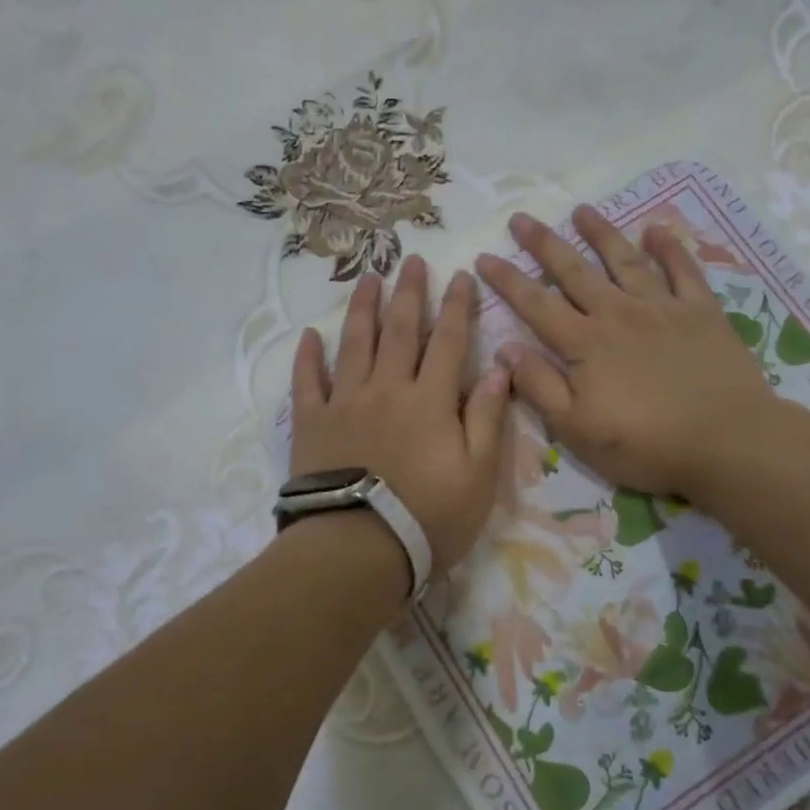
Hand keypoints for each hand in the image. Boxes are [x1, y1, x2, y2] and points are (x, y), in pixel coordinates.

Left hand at [291, 256, 512, 578]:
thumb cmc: (428, 516)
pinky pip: (307, 381)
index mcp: (430, 399)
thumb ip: (489, 418)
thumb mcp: (478, 475)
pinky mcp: (312, 423)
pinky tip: (311, 335)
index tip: (461, 275)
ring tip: (367, 278)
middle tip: (411, 260)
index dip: (457, 306)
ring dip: (362, 308)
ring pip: (354, 343)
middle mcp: (387, 388)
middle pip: (399, 330)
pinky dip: (308, 356)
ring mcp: (345, 402)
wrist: (357, 549)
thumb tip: (501, 369)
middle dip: (408, 293)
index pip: (448, 341)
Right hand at [475, 208, 774, 501]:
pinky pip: (683, 270)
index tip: (484, 257)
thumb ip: (539, 387)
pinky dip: (669, 248)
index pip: (536, 304)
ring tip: (582, 210)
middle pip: (574, 271)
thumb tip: (505, 349)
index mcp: (585, 344)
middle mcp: (618, 314)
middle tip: (522, 218)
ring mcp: (662, 308)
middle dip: (544, 244)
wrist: (728, 441)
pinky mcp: (701, 312)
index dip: (507, 280)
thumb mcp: (577, 429)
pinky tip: (656, 229)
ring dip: (601, 233)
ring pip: (624, 261)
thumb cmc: (646, 444)